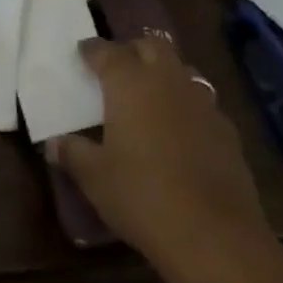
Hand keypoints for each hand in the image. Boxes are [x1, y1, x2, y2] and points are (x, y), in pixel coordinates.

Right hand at [46, 36, 268, 282]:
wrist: (214, 234)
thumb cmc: (142, 196)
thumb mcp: (95, 178)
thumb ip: (73, 153)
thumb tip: (55, 143)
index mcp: (130, 84)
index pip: (107, 52)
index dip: (92, 50)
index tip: (82, 51)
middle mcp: (168, 81)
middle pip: (152, 47)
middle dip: (133, 50)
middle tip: (118, 67)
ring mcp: (202, 103)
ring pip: (182, 70)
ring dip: (164, 74)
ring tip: (150, 94)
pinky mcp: (227, 129)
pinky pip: (202, 102)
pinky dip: (187, 105)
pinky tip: (180, 130)